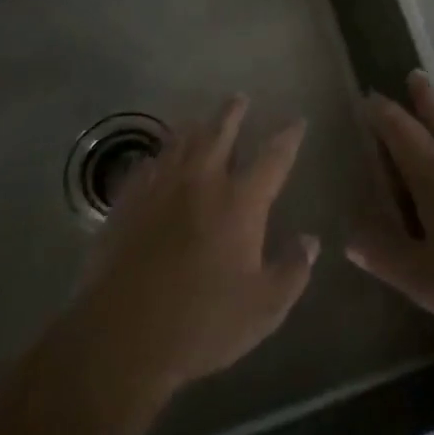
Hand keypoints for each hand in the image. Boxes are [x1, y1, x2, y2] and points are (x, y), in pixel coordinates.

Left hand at [70, 95, 317, 398]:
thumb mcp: (264, 308)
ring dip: (195, 127)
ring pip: (180, 142)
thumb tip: (310, 240)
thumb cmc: (202, 323)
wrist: (123, 336)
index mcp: (241, 202)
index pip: (273, 157)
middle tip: (239, 98)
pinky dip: (158, 157)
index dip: (288, 136)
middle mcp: (202, 181)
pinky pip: (146, 166)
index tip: (297, 120)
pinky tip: (158, 160)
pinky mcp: (127, 203)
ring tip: (200, 120)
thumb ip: (293, 270)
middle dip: (233, 113)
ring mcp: (160, 188)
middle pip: (220, 133)